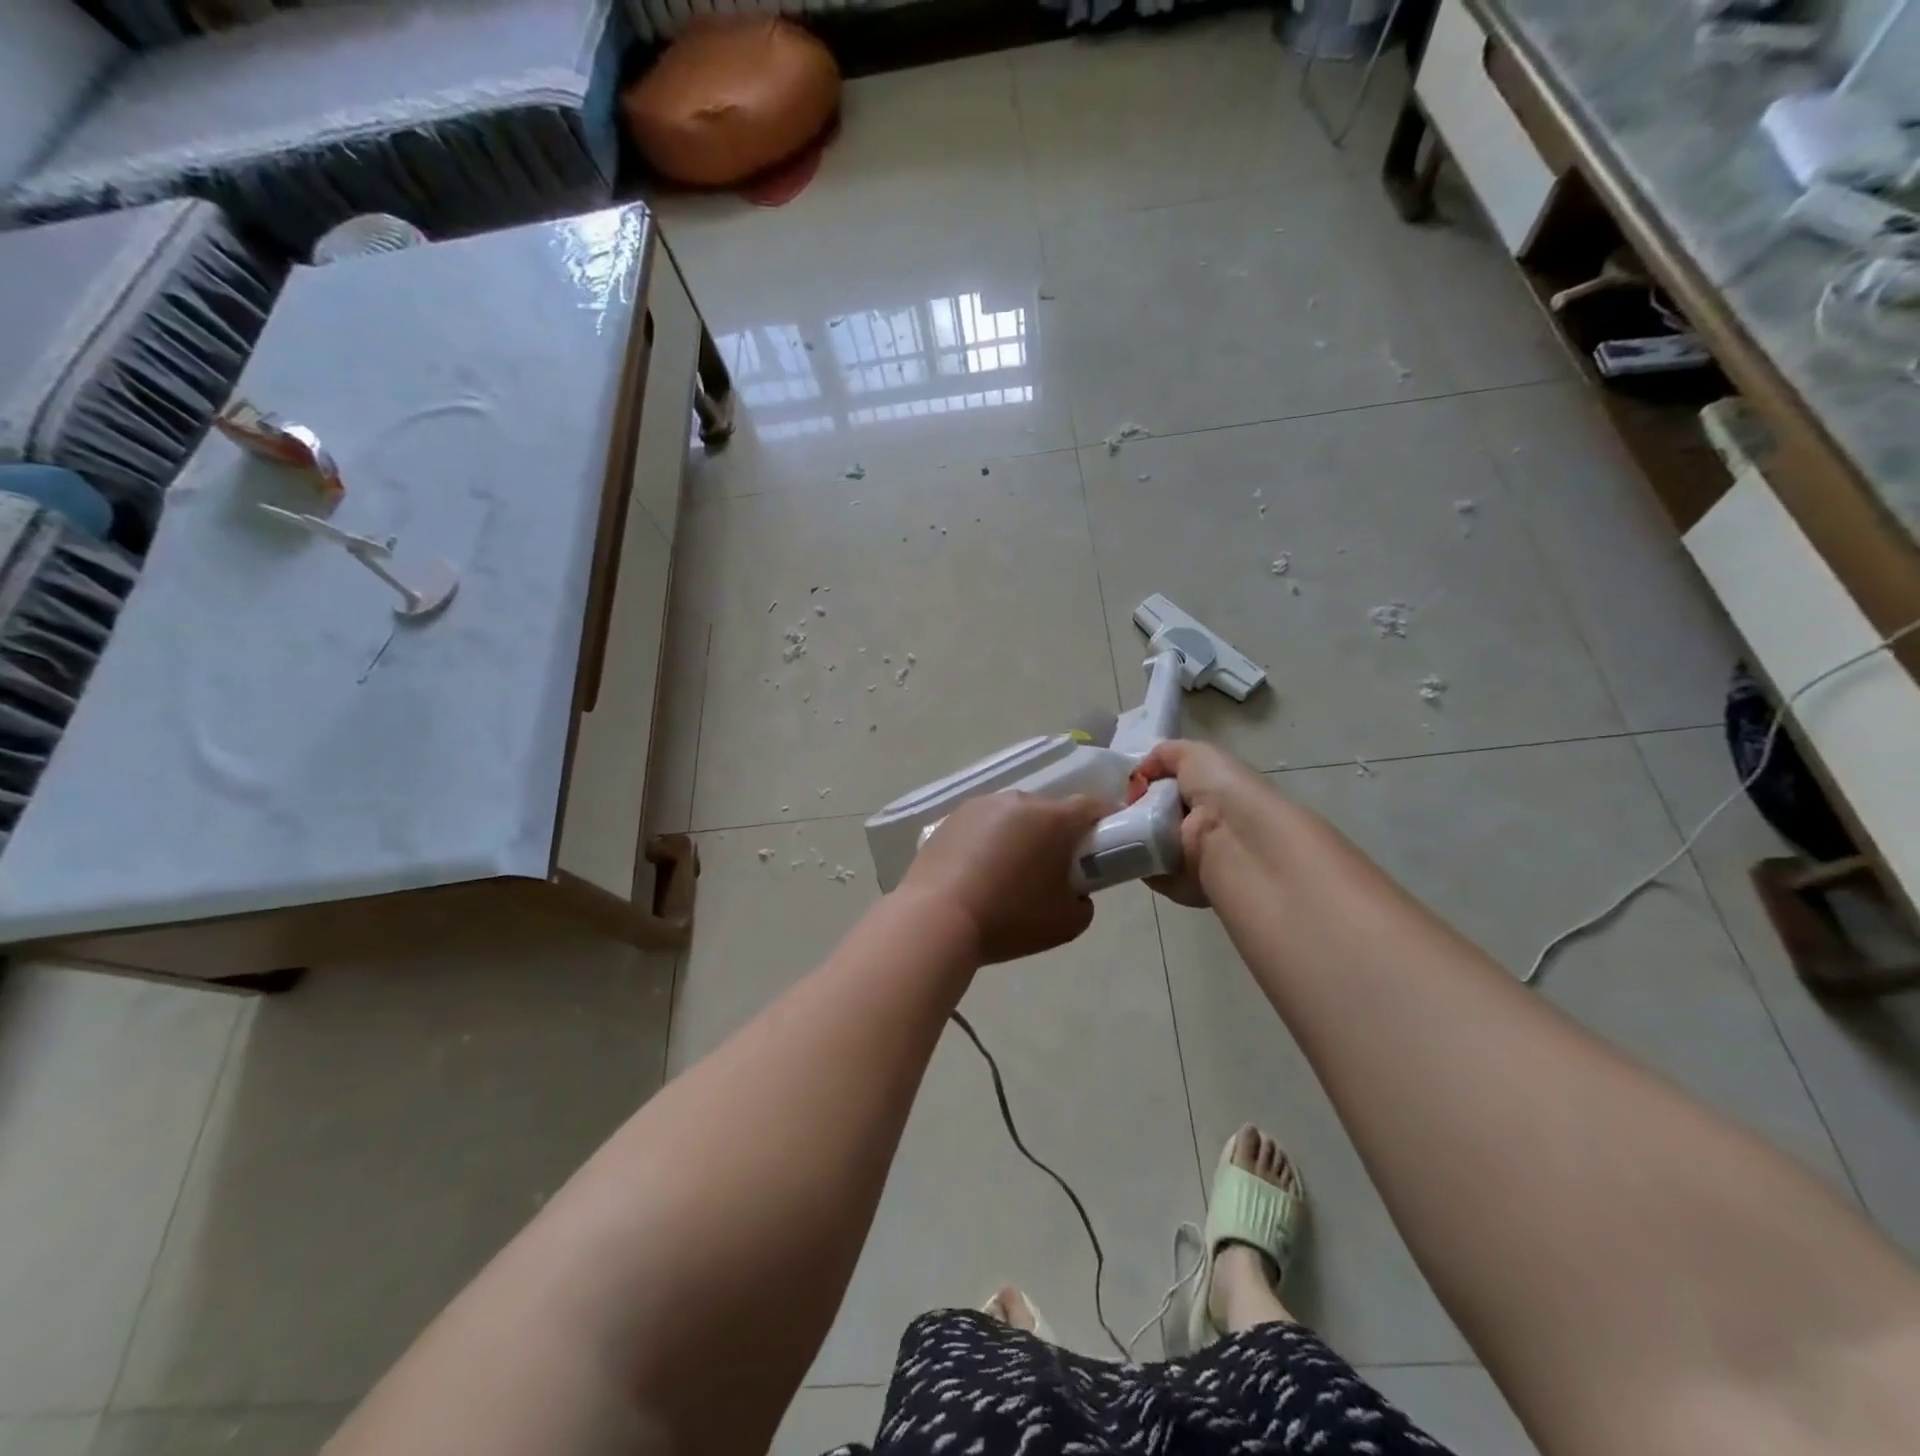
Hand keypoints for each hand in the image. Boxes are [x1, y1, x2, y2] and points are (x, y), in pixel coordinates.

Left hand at [899, 791, 1109, 963]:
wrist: (936, 919)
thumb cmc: (1009, 919)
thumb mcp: (1068, 923)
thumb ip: (1084, 900)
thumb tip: (1074, 889)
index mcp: (1053, 819)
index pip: (1092, 807)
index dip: (1104, 824)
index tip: (1102, 847)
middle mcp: (1018, 801)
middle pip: (1050, 811)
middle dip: (1057, 835)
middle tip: (1051, 871)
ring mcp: (981, 805)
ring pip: (1014, 816)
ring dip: (1020, 836)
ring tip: (1007, 874)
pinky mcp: (951, 817)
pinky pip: (983, 824)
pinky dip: (988, 841)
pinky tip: (977, 872)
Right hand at [1128, 739, 1278, 907]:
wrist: (1239, 841)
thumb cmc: (1223, 791)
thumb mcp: (1196, 754)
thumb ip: (1165, 755)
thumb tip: (1139, 775)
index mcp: (1212, 793)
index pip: (1170, 787)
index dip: (1145, 783)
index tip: (1127, 786)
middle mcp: (1205, 824)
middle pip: (1155, 815)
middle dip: (1132, 811)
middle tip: (1113, 808)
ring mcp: (1196, 857)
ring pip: (1150, 845)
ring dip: (1131, 838)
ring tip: (1115, 829)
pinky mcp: (1185, 886)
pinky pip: (1152, 873)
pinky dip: (1139, 864)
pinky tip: (1128, 851)